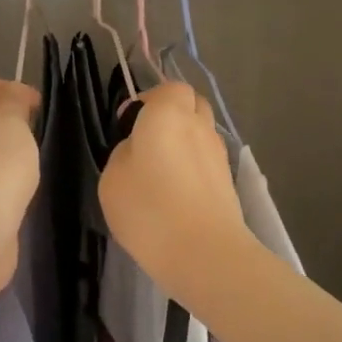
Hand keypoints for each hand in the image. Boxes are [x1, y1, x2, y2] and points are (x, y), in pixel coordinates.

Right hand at [99, 83, 252, 300]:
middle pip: (191, 105)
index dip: (149, 101)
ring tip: (161, 172)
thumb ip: (124, 153)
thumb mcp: (112, 178)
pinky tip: (178, 193)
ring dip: (184, 142)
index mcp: (169, 114)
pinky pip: (207, 160)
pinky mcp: (228, 181)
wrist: (205, 253)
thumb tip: (138, 149)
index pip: (168, 89)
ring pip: (202, 133)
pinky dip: (194, 167)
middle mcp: (199, 125)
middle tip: (147, 143)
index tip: (129, 125)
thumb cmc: (149, 209)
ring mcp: (218, 153)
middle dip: (172, 115)